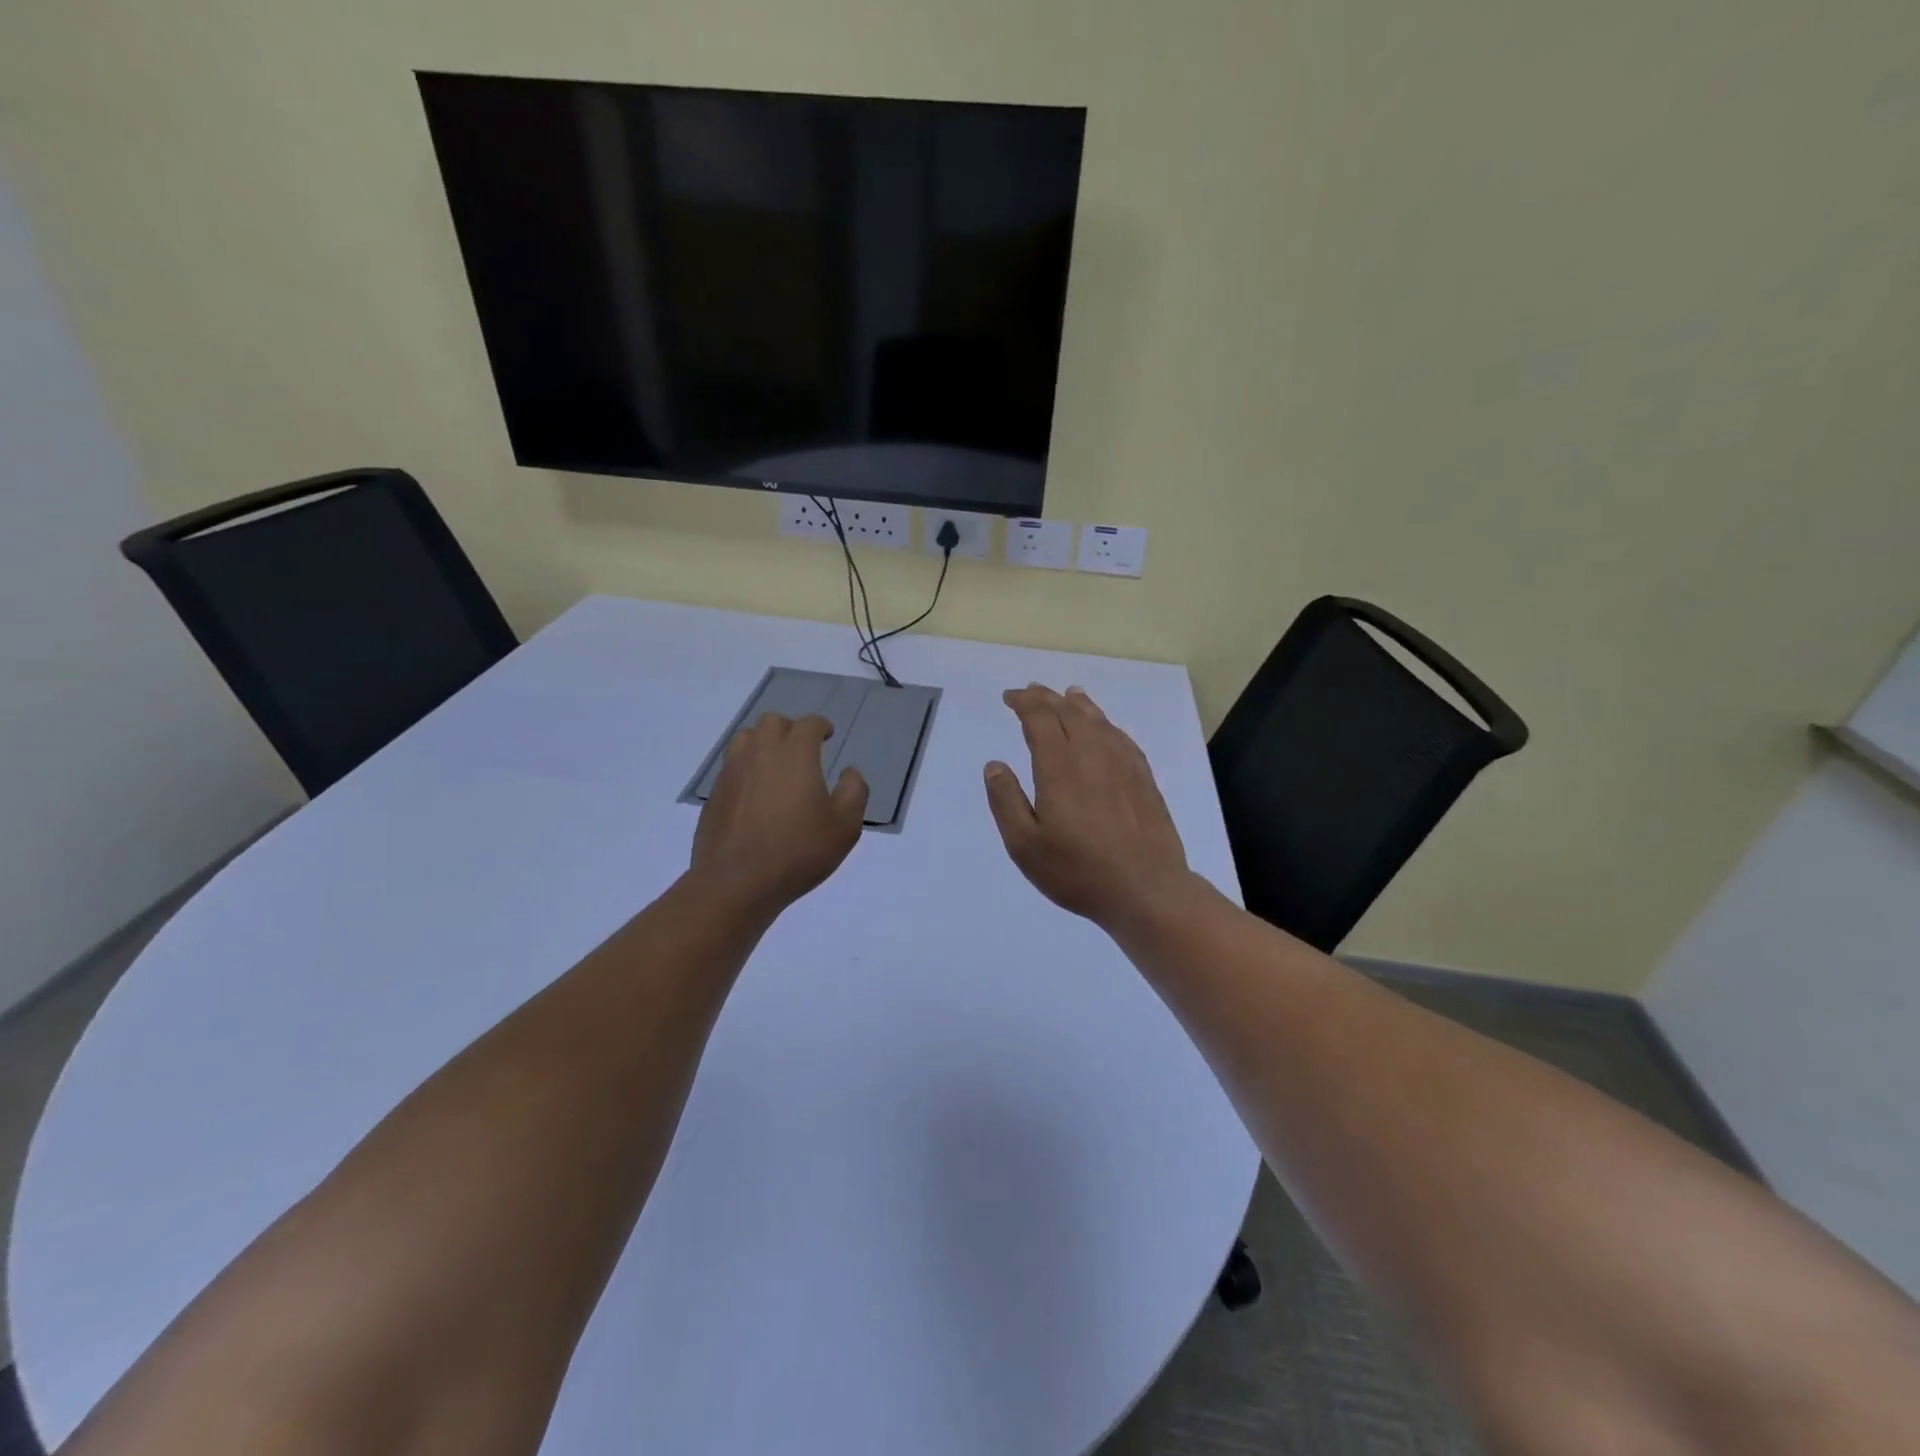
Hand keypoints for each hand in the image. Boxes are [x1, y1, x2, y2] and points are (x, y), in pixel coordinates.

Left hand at [690, 713, 868, 917]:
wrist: (737, 882)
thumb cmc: (798, 851)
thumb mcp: (845, 827)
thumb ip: (854, 792)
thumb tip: (849, 771)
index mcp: (795, 755)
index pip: (808, 724)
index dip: (820, 726)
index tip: (827, 735)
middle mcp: (760, 754)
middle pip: (772, 721)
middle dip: (790, 728)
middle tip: (802, 749)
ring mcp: (732, 772)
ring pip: (746, 738)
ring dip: (763, 742)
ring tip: (775, 765)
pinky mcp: (715, 794)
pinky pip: (731, 766)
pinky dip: (746, 768)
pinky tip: (755, 792)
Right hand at [984, 685, 1194, 931]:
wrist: (1146, 889)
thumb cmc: (1078, 871)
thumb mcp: (1025, 845)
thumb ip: (1006, 801)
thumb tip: (995, 765)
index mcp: (1059, 767)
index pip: (1040, 719)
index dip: (1024, 703)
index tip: (1010, 697)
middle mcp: (1092, 754)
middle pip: (1069, 712)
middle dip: (1047, 698)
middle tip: (1032, 691)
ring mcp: (1123, 764)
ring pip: (1099, 721)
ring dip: (1079, 704)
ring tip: (1069, 695)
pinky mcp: (1144, 778)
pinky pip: (1121, 737)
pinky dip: (1106, 724)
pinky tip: (1105, 729)